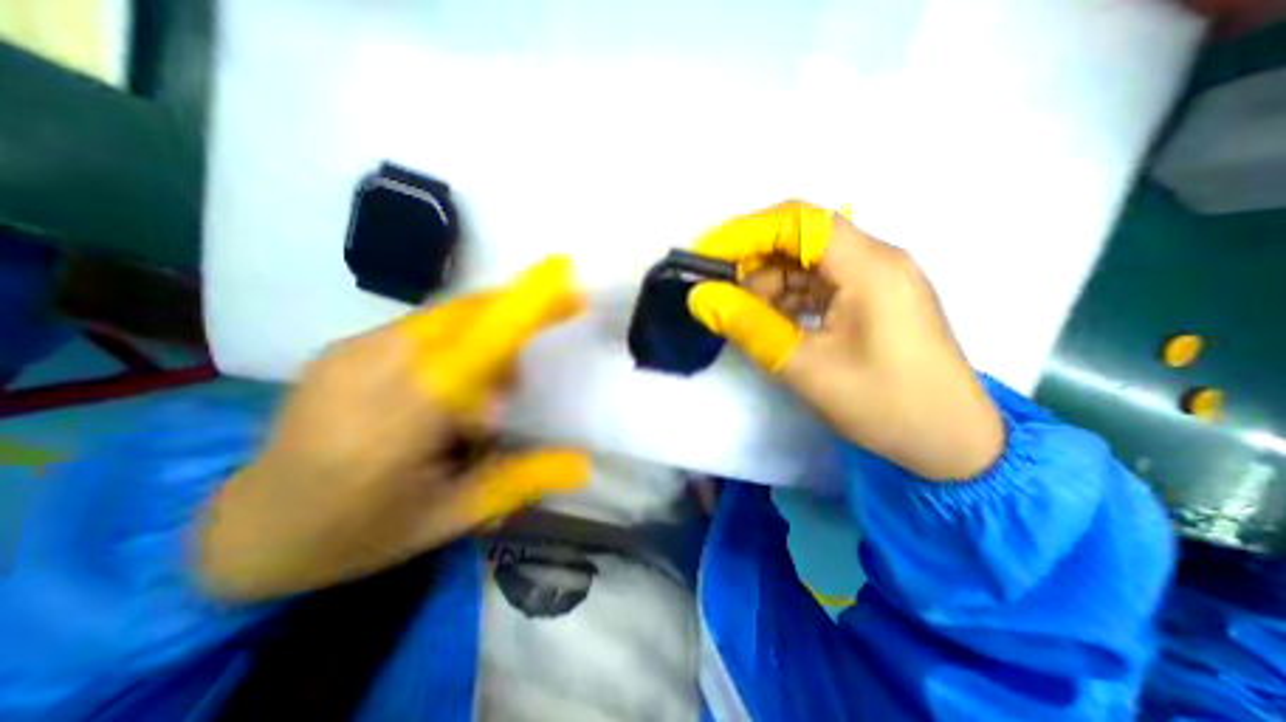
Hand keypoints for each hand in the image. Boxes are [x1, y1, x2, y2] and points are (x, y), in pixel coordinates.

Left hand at [196, 257, 587, 600]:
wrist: (249, 529)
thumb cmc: (358, 534)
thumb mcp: (450, 518)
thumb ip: (520, 481)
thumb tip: (582, 463)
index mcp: (397, 424)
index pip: (478, 347)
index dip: (527, 308)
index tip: (568, 280)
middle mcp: (370, 371)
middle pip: (469, 316)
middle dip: (515, 326)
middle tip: (515, 390)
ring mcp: (351, 350)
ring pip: (450, 316)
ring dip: (487, 340)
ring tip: (476, 405)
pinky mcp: (345, 344)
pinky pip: (426, 324)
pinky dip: (459, 340)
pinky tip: (445, 389)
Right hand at [694, 199, 1004, 478]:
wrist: (952, 442)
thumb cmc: (885, 405)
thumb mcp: (806, 367)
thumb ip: (750, 327)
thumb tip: (701, 298)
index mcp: (870, 267)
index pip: (799, 221)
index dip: (747, 231)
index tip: (707, 256)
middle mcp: (876, 260)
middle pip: (802, 237)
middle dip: (755, 260)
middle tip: (721, 292)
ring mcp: (876, 279)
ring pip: (807, 262)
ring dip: (770, 283)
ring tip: (746, 317)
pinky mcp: (871, 299)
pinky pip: (820, 284)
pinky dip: (789, 298)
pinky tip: (772, 322)